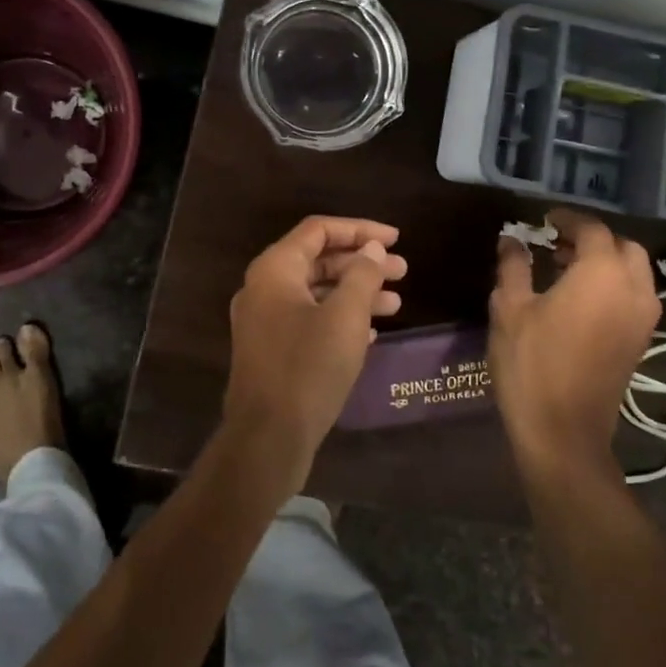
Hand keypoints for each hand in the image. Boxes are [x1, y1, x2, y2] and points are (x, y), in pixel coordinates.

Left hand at [224, 216, 405, 488]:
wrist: (268, 438)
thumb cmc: (308, 368)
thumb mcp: (345, 317)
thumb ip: (362, 276)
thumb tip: (371, 249)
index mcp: (275, 269)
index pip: (319, 230)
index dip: (360, 229)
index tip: (395, 239)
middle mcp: (263, 288)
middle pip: (318, 260)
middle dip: (362, 264)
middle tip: (402, 271)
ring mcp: (264, 321)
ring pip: (316, 292)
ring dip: (355, 293)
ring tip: (396, 303)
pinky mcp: (271, 350)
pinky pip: (309, 319)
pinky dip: (339, 318)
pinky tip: (372, 333)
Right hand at [489, 209, 659, 468]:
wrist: (563, 431)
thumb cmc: (531, 363)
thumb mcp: (510, 308)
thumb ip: (514, 266)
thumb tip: (513, 240)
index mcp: (602, 274)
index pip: (592, 229)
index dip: (568, 219)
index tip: (544, 219)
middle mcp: (633, 289)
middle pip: (623, 247)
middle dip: (593, 239)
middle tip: (557, 242)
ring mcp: (643, 318)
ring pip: (634, 272)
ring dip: (605, 261)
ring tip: (565, 268)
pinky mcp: (641, 341)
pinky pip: (634, 296)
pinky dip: (613, 284)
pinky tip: (578, 297)